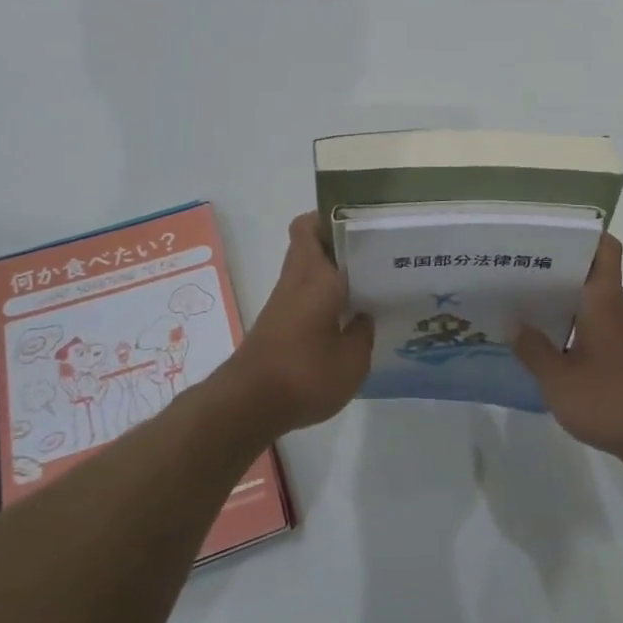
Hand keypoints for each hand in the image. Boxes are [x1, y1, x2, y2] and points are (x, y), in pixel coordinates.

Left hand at [229, 213, 373, 435]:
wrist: (249, 405)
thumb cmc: (305, 374)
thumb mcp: (353, 361)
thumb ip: (364, 333)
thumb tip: (365, 316)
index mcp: (315, 275)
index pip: (311, 227)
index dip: (332, 217)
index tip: (362, 223)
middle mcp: (296, 280)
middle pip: (309, 245)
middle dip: (339, 245)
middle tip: (374, 254)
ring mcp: (283, 303)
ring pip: (307, 271)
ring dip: (332, 273)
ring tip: (370, 284)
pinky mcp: (278, 325)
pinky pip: (304, 296)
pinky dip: (323, 298)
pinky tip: (348, 318)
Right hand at [514, 233, 622, 467]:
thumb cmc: (612, 400)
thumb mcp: (559, 379)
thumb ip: (533, 350)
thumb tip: (512, 322)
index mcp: (603, 301)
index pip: (604, 250)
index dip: (582, 235)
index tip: (548, 235)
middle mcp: (616, 311)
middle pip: (588, 276)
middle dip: (554, 271)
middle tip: (514, 271)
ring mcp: (622, 337)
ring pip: (589, 306)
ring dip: (559, 304)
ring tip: (520, 307)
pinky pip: (592, 333)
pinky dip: (570, 332)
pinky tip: (544, 349)